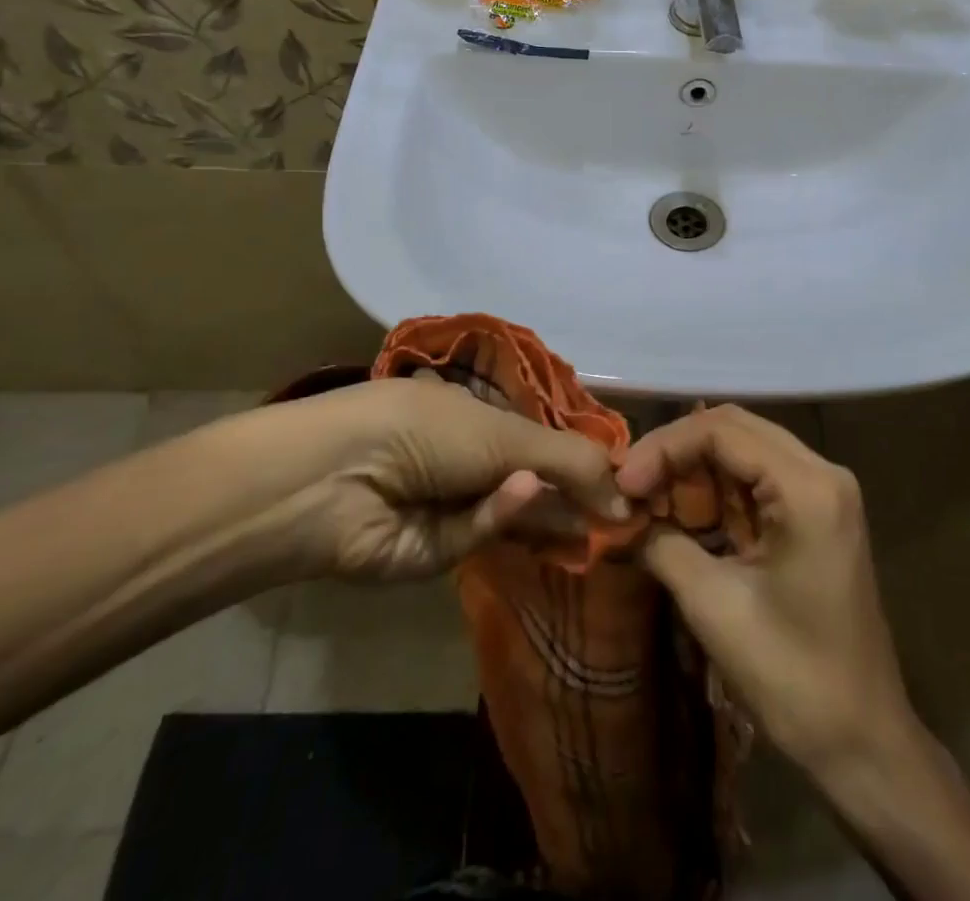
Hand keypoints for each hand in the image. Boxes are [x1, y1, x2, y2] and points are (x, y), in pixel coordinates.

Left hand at [243, 378, 627, 581]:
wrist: (341, 475)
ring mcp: (453, 506)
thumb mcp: (508, 435)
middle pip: (535, 481)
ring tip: (602, 523)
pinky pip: (480, 535)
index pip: (543, 439)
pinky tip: (521, 495)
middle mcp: (469, 459)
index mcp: (481, 416)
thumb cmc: (429, 429)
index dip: (582, 458)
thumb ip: (571, 464)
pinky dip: (500, 517)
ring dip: (551, 514)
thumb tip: (628, 500)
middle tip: (624, 516)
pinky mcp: (436, 552)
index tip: (627, 480)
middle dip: (575, 495)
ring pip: (515, 515)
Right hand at [616, 405, 913, 773]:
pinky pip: (758, 478)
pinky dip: (716, 488)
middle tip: (630, 484)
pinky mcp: (818, 512)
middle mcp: (822, 472)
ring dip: (694, 467)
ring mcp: (824, 491)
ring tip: (648, 495)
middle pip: (735, 429)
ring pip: (744, 449)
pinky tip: (683, 509)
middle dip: (676, 451)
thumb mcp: (716, 607)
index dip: (664, 448)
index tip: (623, 483)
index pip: (722, 431)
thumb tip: (623, 517)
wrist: (863, 743)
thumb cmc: (793, 677)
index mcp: (808, 487)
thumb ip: (664, 546)